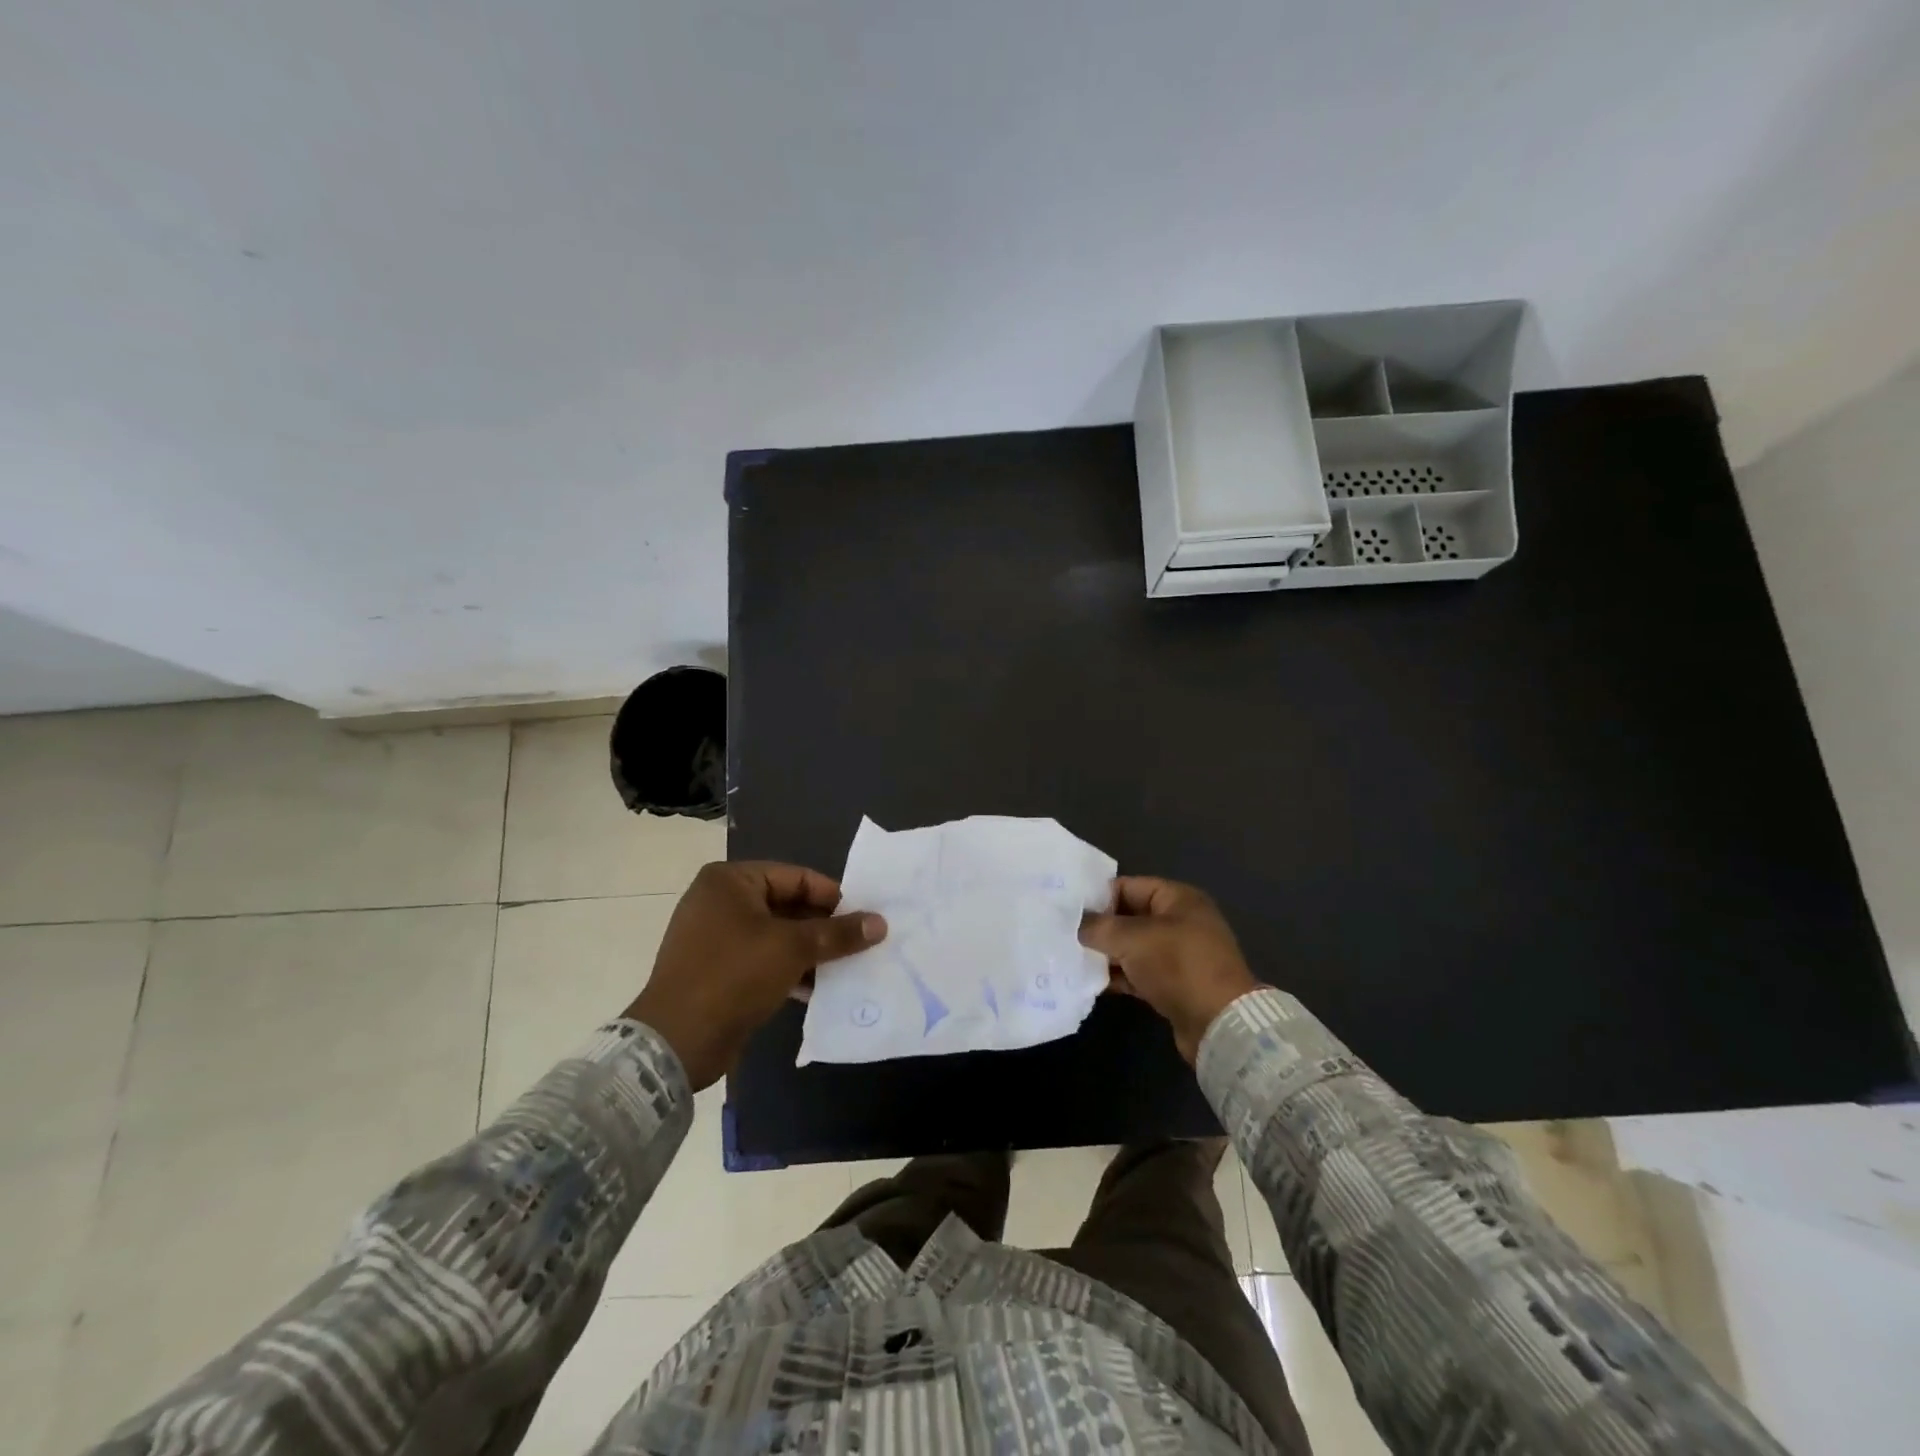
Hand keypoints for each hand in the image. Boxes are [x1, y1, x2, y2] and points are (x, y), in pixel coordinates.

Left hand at [626, 861, 885, 1089]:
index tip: (865, 918)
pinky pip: (762, 960)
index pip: (796, 878)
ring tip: (847, 967)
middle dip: (824, 928)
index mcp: (731, 880)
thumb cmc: (734, 976)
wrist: (675, 1042)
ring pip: (777, 936)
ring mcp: (715, 937)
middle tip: (862, 943)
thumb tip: (880, 923)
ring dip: (811, 951)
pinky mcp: (716, 970)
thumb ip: (838, 933)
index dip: (834, 897)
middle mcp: (719, 901)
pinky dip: (790, 970)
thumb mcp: (792, 948)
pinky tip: (819, 988)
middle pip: (787, 906)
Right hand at [1080, 877, 1258, 1063]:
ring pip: (1132, 948)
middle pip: (1129, 917)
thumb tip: (1077, 924)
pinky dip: (1119, 976)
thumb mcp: (1133, 939)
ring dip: (1106, 954)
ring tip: (1071, 959)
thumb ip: (1100, 927)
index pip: (1128, 886)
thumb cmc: (1178, 966)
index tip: (1068, 912)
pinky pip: (1139, 973)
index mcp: (1177, 898)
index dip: (1098, 898)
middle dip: (1100, 928)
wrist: (1219, 1023)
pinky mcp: (1175, 984)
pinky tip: (1091, 982)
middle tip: (1065, 936)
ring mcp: (1179, 955)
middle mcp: (1180, 921)